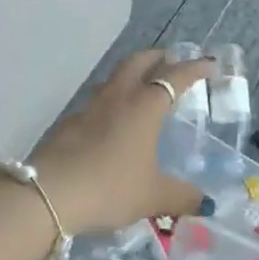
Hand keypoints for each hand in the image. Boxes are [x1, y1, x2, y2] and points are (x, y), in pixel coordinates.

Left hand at [30, 49, 212, 234]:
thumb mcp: (152, 196)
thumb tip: (206, 202)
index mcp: (144, 107)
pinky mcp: (69, 123)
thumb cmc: (110, 187)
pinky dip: (111, 100)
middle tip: (171, 60)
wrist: (49, 194)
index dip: (194, 68)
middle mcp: (118, 98)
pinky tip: (112, 121)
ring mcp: (90, 108)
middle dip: (157, 57)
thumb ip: (181, 196)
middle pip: (138, 62)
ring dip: (131, 74)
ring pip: (114, 78)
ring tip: (142, 86)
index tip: (209, 63)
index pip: (174, 77)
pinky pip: (97, 101)